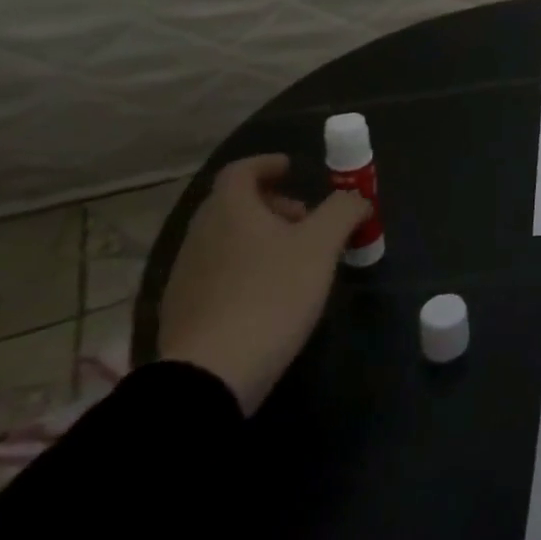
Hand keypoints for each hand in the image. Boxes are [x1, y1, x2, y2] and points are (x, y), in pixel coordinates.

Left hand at [157, 154, 369, 413]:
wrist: (210, 375)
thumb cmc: (271, 294)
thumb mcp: (322, 245)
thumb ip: (343, 210)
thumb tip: (356, 197)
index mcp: (229, 210)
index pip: (241, 170)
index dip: (268, 164)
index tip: (293, 169)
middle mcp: (200, 234)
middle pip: (234, 204)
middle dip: (272, 204)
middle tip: (306, 218)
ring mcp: (186, 274)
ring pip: (227, 239)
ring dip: (261, 237)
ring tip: (296, 260)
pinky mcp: (184, 311)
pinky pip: (219, 272)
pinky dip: (246, 268)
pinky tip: (271, 295)